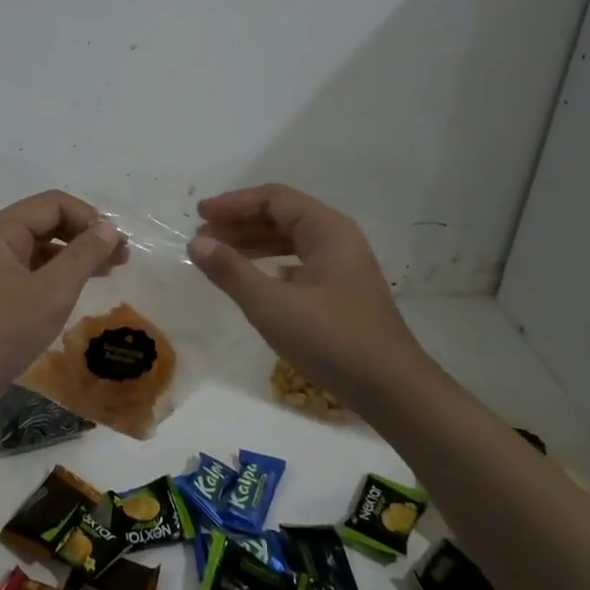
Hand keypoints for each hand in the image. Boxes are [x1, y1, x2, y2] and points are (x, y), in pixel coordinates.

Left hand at [0, 190, 127, 401]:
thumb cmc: (3, 332)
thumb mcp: (52, 292)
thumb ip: (83, 255)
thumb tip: (108, 227)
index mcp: (2, 230)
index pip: (54, 204)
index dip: (89, 217)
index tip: (117, 244)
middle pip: (47, 220)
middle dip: (85, 234)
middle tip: (121, 257)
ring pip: (42, 245)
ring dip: (75, 253)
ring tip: (109, 270)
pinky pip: (33, 268)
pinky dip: (59, 272)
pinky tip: (79, 288)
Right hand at [188, 184, 426, 399]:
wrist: (393, 390)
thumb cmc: (331, 339)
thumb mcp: (270, 304)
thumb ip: (230, 270)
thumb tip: (196, 242)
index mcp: (326, 229)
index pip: (273, 199)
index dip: (233, 204)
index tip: (199, 215)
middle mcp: (338, 239)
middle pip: (282, 215)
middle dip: (240, 222)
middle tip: (203, 236)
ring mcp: (343, 266)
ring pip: (290, 240)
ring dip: (253, 243)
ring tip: (219, 255)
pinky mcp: (343, 292)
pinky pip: (299, 263)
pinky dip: (271, 263)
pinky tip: (254, 279)